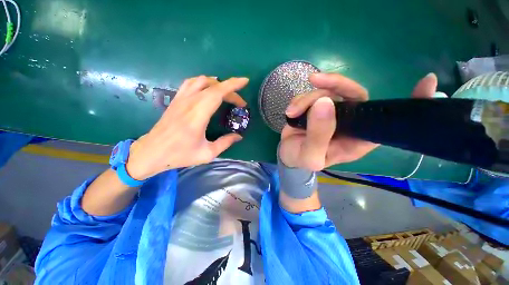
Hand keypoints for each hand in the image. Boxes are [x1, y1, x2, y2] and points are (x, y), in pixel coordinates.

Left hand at [126, 76, 248, 179]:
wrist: (151, 152)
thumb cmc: (180, 155)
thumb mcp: (207, 153)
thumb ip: (225, 143)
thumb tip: (238, 136)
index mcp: (198, 115)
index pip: (217, 92)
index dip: (233, 85)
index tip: (245, 81)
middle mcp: (189, 103)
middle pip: (213, 86)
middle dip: (230, 90)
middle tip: (239, 103)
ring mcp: (181, 99)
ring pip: (201, 81)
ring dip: (217, 84)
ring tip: (226, 94)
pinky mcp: (176, 100)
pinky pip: (191, 83)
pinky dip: (204, 83)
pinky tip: (208, 90)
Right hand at [280, 72, 436, 170]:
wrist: (288, 155)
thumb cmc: (301, 160)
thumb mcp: (309, 157)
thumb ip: (318, 136)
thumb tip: (324, 102)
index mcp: (358, 139)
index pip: (388, 122)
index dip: (409, 104)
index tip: (428, 82)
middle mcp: (351, 122)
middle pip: (355, 94)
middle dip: (335, 85)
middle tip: (315, 81)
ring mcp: (334, 112)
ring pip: (329, 91)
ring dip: (307, 98)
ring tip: (292, 112)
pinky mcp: (318, 107)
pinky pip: (314, 93)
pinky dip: (300, 99)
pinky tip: (291, 111)